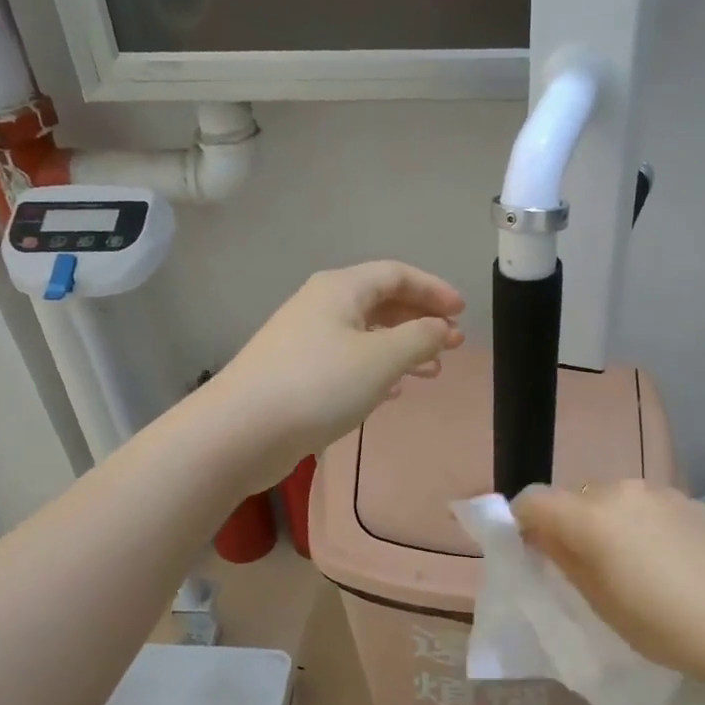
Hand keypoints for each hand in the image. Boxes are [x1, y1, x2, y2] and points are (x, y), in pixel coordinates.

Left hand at [211, 261, 464, 484]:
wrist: (242, 431)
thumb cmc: (319, 384)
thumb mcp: (381, 358)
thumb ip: (420, 338)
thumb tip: (441, 328)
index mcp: (340, 289)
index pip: (397, 274)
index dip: (434, 290)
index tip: (463, 313)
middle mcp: (321, 306)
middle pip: (381, 302)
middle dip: (420, 321)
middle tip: (453, 345)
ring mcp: (305, 341)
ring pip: (366, 336)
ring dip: (402, 349)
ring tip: (432, 372)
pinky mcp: (297, 374)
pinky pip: (348, 362)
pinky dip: (376, 370)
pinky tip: (392, 391)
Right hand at [513, 480, 704, 683]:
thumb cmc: (662, 625)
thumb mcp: (599, 602)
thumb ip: (563, 558)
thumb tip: (541, 535)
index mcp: (589, 516)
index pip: (533, 500)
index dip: (523, 522)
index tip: (533, 550)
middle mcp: (620, 491)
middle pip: (574, 498)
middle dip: (570, 524)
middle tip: (587, 566)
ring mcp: (659, 491)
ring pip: (613, 499)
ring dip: (608, 521)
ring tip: (633, 563)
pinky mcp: (690, 500)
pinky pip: (648, 505)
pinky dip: (643, 523)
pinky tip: (668, 559)